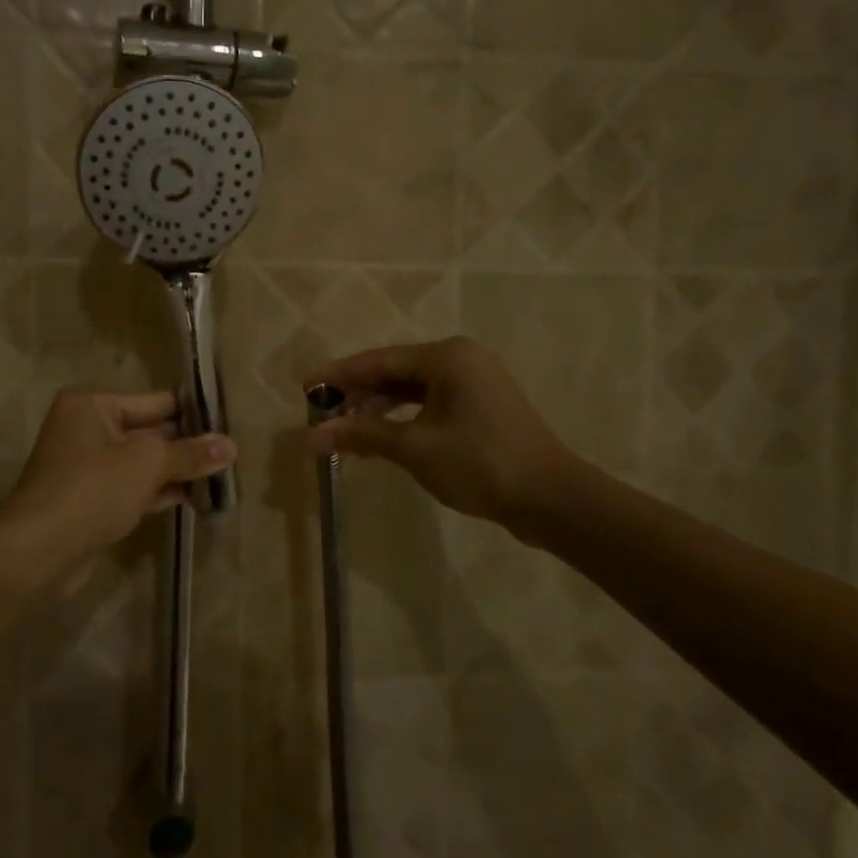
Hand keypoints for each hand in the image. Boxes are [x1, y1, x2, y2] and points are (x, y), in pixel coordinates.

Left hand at [0, 389, 236, 560]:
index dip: (192, 413)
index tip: (229, 422)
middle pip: (149, 431)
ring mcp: (86, 466)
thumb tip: (232, 445)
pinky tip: (192, 499)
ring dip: (175, 471)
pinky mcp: (89, 499)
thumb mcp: (148, 464)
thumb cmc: (93, 490)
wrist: (39, 551)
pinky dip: (157, 491)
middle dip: (186, 445)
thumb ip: (190, 453)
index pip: (155, 401)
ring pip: (141, 463)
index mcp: (93, 405)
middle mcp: (86, 428)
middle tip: (231, 453)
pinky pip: (131, 487)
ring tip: (220, 477)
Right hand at [306, 337, 578, 531]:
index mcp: (446, 357)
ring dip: (379, 410)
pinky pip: (430, 404)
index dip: (339, 375)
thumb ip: (362, 435)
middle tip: (322, 412)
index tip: (305, 385)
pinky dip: (403, 419)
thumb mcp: (414, 448)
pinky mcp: (482, 407)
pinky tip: (380, 438)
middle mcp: (461, 359)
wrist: (552, 500)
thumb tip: (312, 436)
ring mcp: (475, 383)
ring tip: (345, 429)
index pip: (378, 360)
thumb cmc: (480, 464)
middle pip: (395, 372)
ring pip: (412, 390)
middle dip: (358, 394)